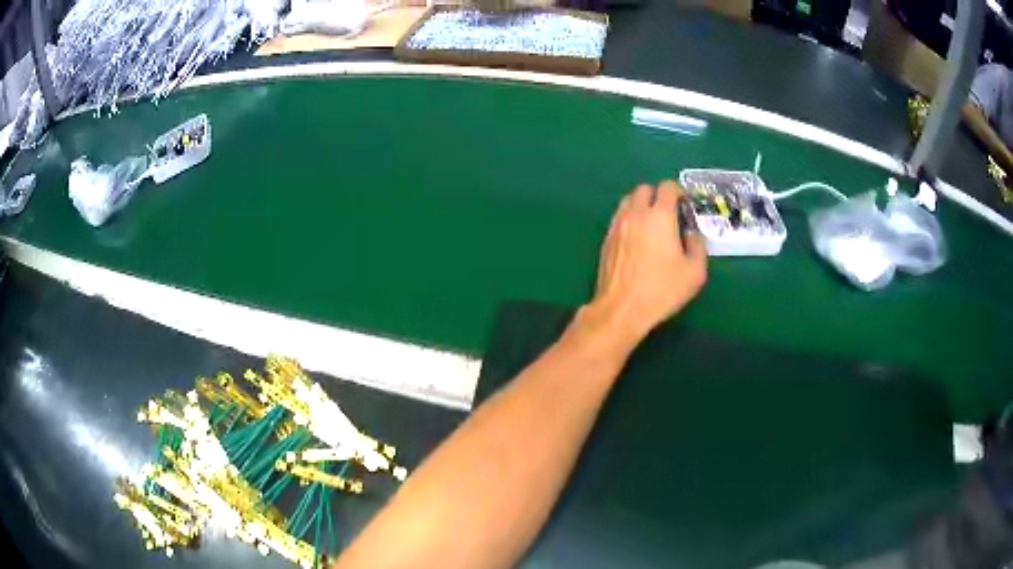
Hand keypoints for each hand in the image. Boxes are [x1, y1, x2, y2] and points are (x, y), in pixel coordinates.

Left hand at [583, 181, 706, 347]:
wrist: (621, 309)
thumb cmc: (662, 290)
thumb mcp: (694, 272)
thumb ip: (698, 246)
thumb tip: (692, 235)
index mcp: (659, 216)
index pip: (667, 187)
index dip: (678, 192)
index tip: (685, 207)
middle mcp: (635, 213)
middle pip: (644, 189)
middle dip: (658, 196)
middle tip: (669, 215)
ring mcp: (617, 225)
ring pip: (628, 201)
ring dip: (641, 206)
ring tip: (652, 226)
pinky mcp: (606, 239)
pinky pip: (619, 218)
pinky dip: (630, 219)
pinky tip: (637, 239)